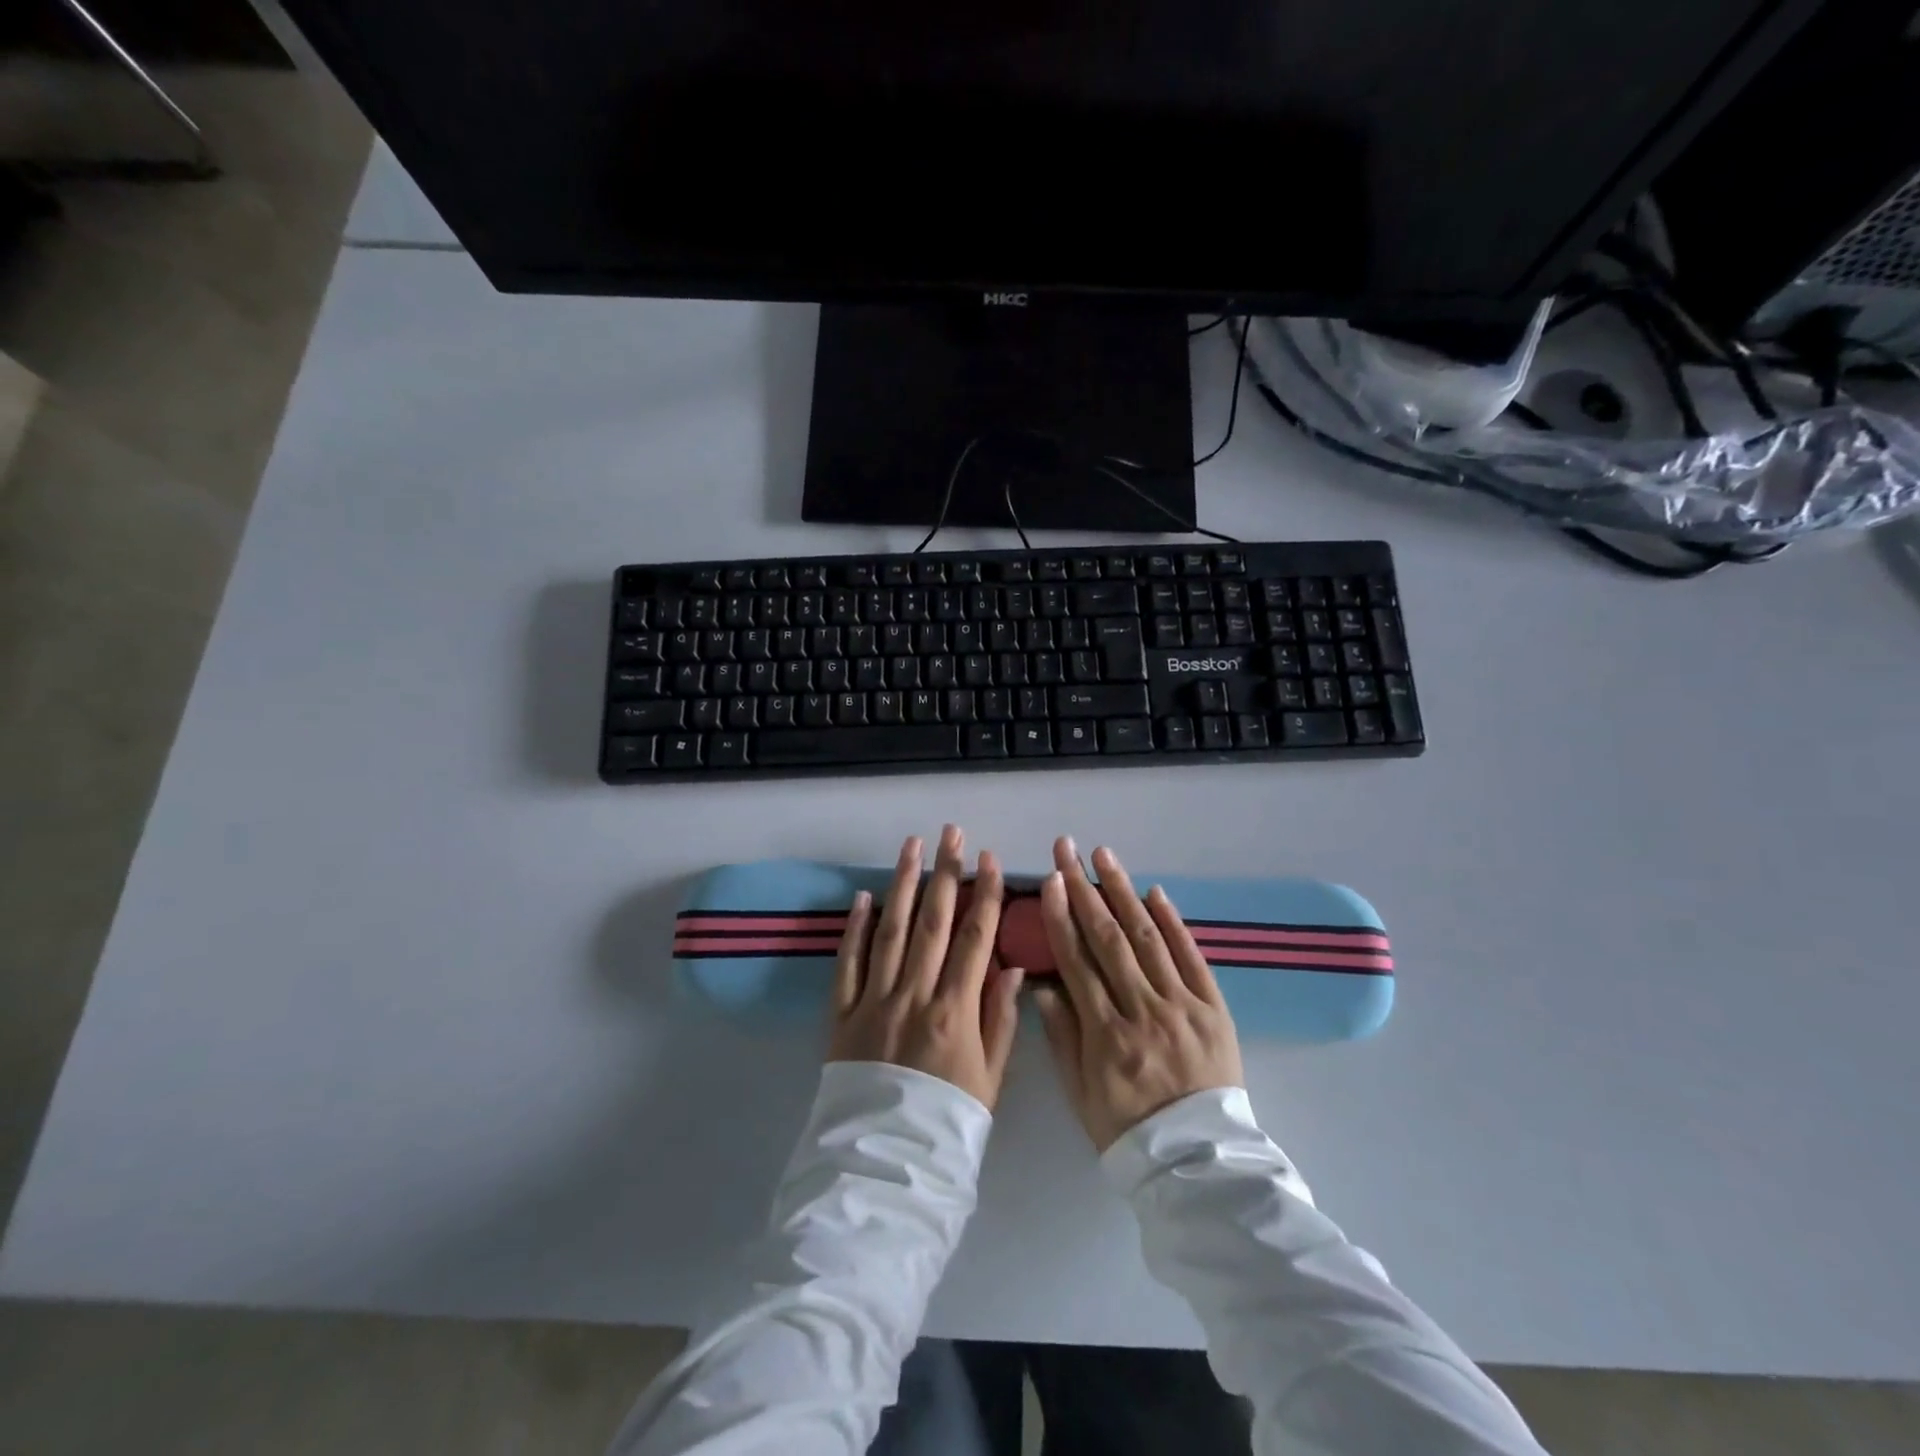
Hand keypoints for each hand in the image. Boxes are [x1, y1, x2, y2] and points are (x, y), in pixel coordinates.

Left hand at [829, 826, 1025, 1109]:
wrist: (884, 1169)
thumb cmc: (947, 1125)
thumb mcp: (990, 1081)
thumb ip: (999, 1020)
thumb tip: (1009, 965)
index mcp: (955, 1012)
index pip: (975, 939)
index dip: (985, 895)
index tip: (990, 858)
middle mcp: (914, 996)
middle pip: (933, 923)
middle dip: (945, 873)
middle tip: (951, 833)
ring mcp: (873, 1002)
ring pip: (891, 931)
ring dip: (903, 885)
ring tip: (912, 846)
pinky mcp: (842, 1015)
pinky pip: (848, 963)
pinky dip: (855, 928)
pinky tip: (864, 896)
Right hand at [1032, 837, 1244, 1150]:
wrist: (1199, 1162)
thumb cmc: (1128, 1129)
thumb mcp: (1080, 1093)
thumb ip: (1061, 1035)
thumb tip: (1042, 983)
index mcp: (1106, 1034)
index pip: (1077, 962)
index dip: (1061, 917)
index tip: (1051, 881)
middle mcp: (1143, 1010)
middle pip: (1109, 938)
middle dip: (1085, 888)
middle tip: (1067, 849)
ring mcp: (1182, 1006)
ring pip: (1148, 938)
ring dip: (1124, 891)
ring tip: (1104, 855)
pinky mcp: (1214, 1008)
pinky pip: (1192, 957)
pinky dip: (1172, 922)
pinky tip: (1155, 892)